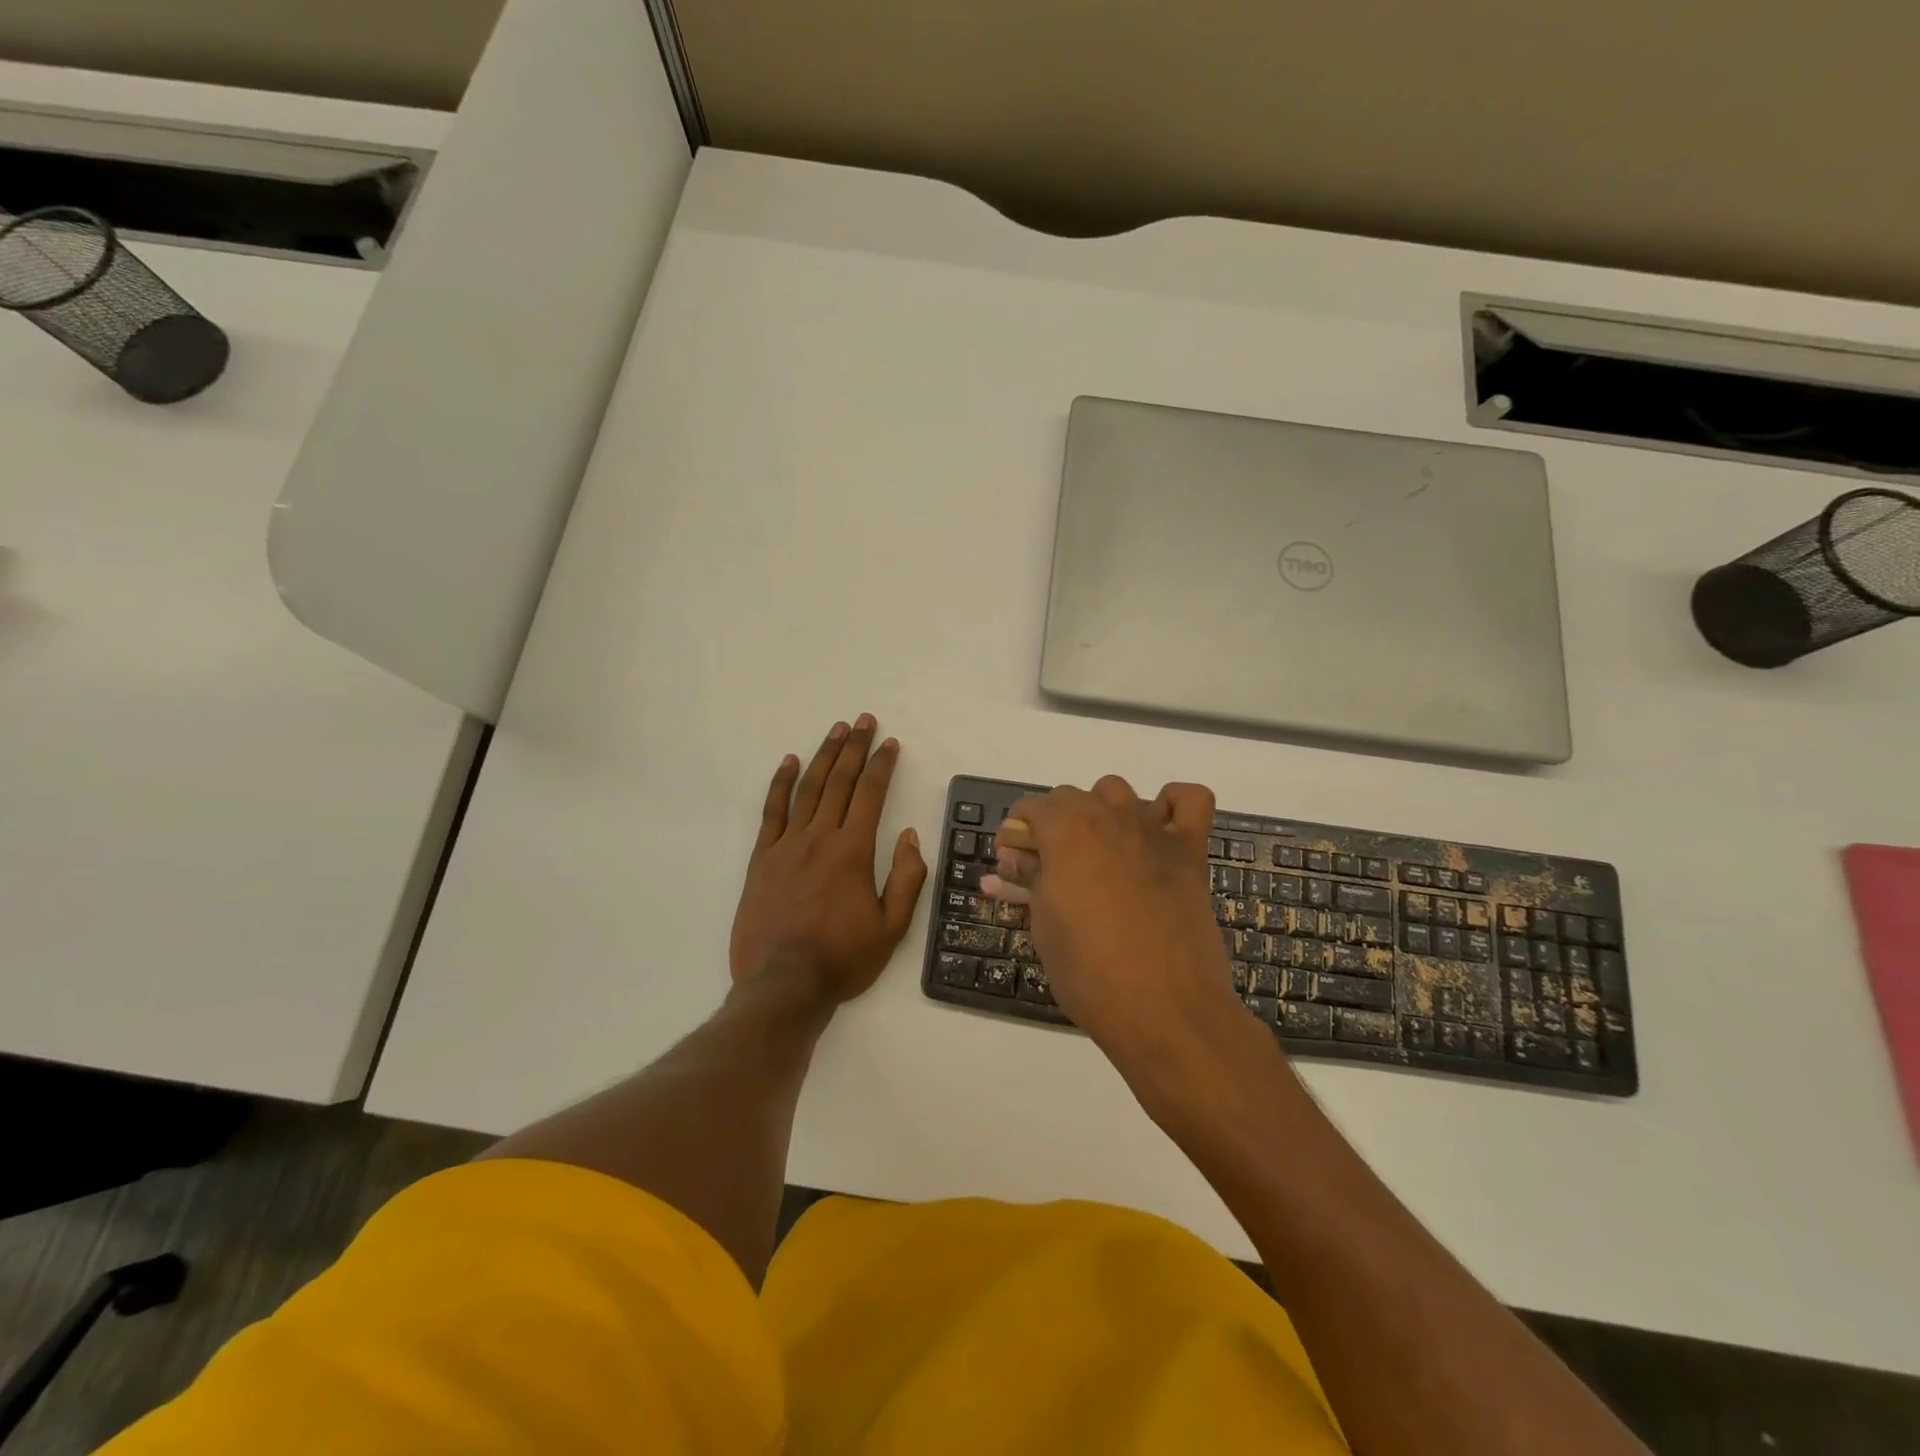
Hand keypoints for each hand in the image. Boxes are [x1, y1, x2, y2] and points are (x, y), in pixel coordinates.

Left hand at [729, 715, 927, 1008]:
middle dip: (855, 748)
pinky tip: (789, 762)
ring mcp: (787, 845)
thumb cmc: (842, 958)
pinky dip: (781, 784)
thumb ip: (905, 877)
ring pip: (808, 789)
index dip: (883, 765)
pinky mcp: (762, 858)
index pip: (871, 795)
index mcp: (854, 851)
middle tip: (864, 721)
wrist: (783, 985)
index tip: (890, 743)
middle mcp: (820, 837)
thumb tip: (908, 835)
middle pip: (840, 782)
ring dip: (824, 756)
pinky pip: (772, 812)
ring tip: (836, 731)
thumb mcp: (891, 927)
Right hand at [983, 776, 1253, 1076]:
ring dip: (1101, 811)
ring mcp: (1152, 830)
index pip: (1030, 807)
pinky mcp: (1190, 851)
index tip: (1014, 864)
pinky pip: (1190, 800)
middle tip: (1049, 869)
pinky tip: (1156, 831)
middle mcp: (1108, 817)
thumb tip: (1013, 860)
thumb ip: (1029, 881)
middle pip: (1070, 796)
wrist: (1165, 1009)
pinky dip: (1172, 804)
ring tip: (1098, 852)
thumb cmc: (1090, 972)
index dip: (1017, 834)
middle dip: (1053, 824)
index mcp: (1065, 832)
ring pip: (1118, 791)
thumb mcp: (1044, 926)